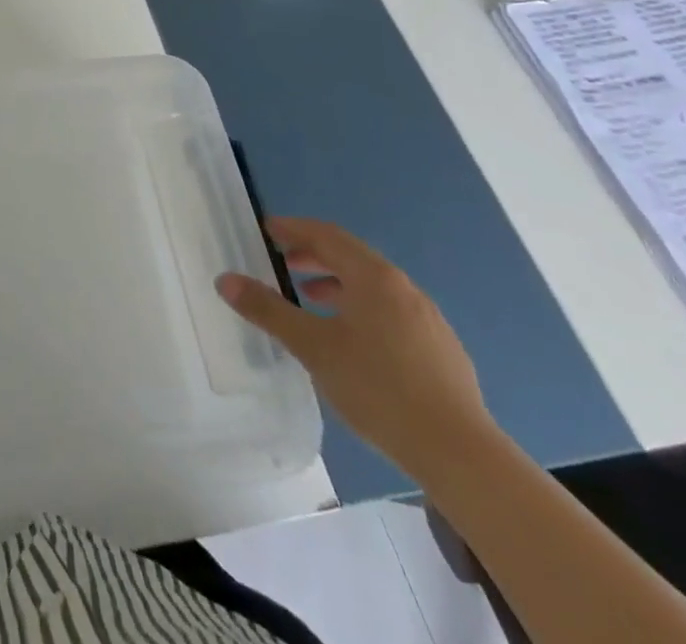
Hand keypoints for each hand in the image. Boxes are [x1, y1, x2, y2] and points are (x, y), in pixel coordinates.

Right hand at [215, 217, 494, 483]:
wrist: (461, 455)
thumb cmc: (378, 388)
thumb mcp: (312, 347)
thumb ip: (268, 310)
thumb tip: (225, 279)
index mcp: (374, 278)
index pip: (327, 235)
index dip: (294, 229)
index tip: (267, 231)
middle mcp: (404, 288)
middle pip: (352, 257)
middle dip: (314, 255)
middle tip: (283, 264)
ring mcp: (428, 320)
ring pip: (374, 286)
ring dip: (338, 284)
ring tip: (310, 301)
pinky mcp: (442, 351)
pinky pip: (391, 312)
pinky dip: (362, 308)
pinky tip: (352, 341)